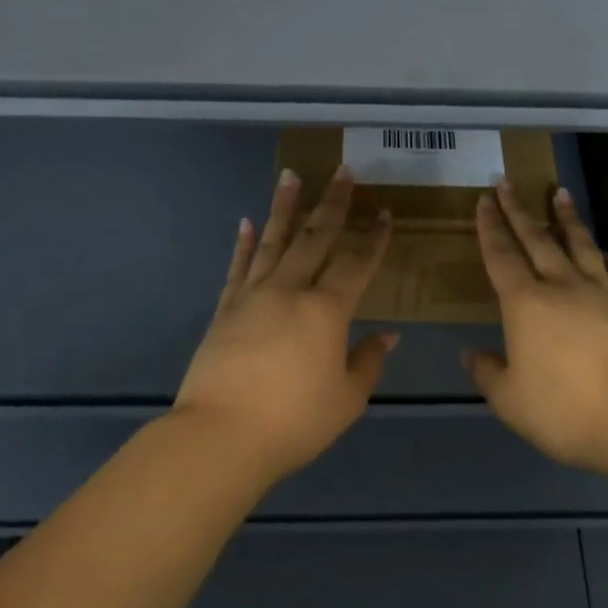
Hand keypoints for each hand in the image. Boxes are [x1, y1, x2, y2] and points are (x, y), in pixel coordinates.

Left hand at [172, 166, 395, 483]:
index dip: (374, 238)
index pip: (357, 264)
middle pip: (316, 237)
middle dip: (333, 203)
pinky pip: (238, 267)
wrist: (220, 437)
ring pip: (273, 240)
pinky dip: (243, 243)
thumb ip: (368, 362)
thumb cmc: (293, 421)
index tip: (384, 212)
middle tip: (342, 171)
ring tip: (290, 175)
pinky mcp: (225, 309)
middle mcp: (290, 290)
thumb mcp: (346, 399)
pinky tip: (246, 222)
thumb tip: (388, 335)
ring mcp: (253, 296)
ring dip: (285, 207)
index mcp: (326, 310)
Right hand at [467, 180, 607, 475]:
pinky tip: (600, 248)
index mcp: (525, 304)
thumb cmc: (565, 410)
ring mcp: (599, 294)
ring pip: (578, 244)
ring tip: (560, 192)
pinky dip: (601, 254)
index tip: (485, 200)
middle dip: (519, 210)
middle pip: (536, 239)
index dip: (490, 228)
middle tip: (508, 182)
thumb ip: (488, 374)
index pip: (501, 256)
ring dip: (566, 217)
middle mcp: (561, 287)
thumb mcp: (511, 401)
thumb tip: (471, 354)